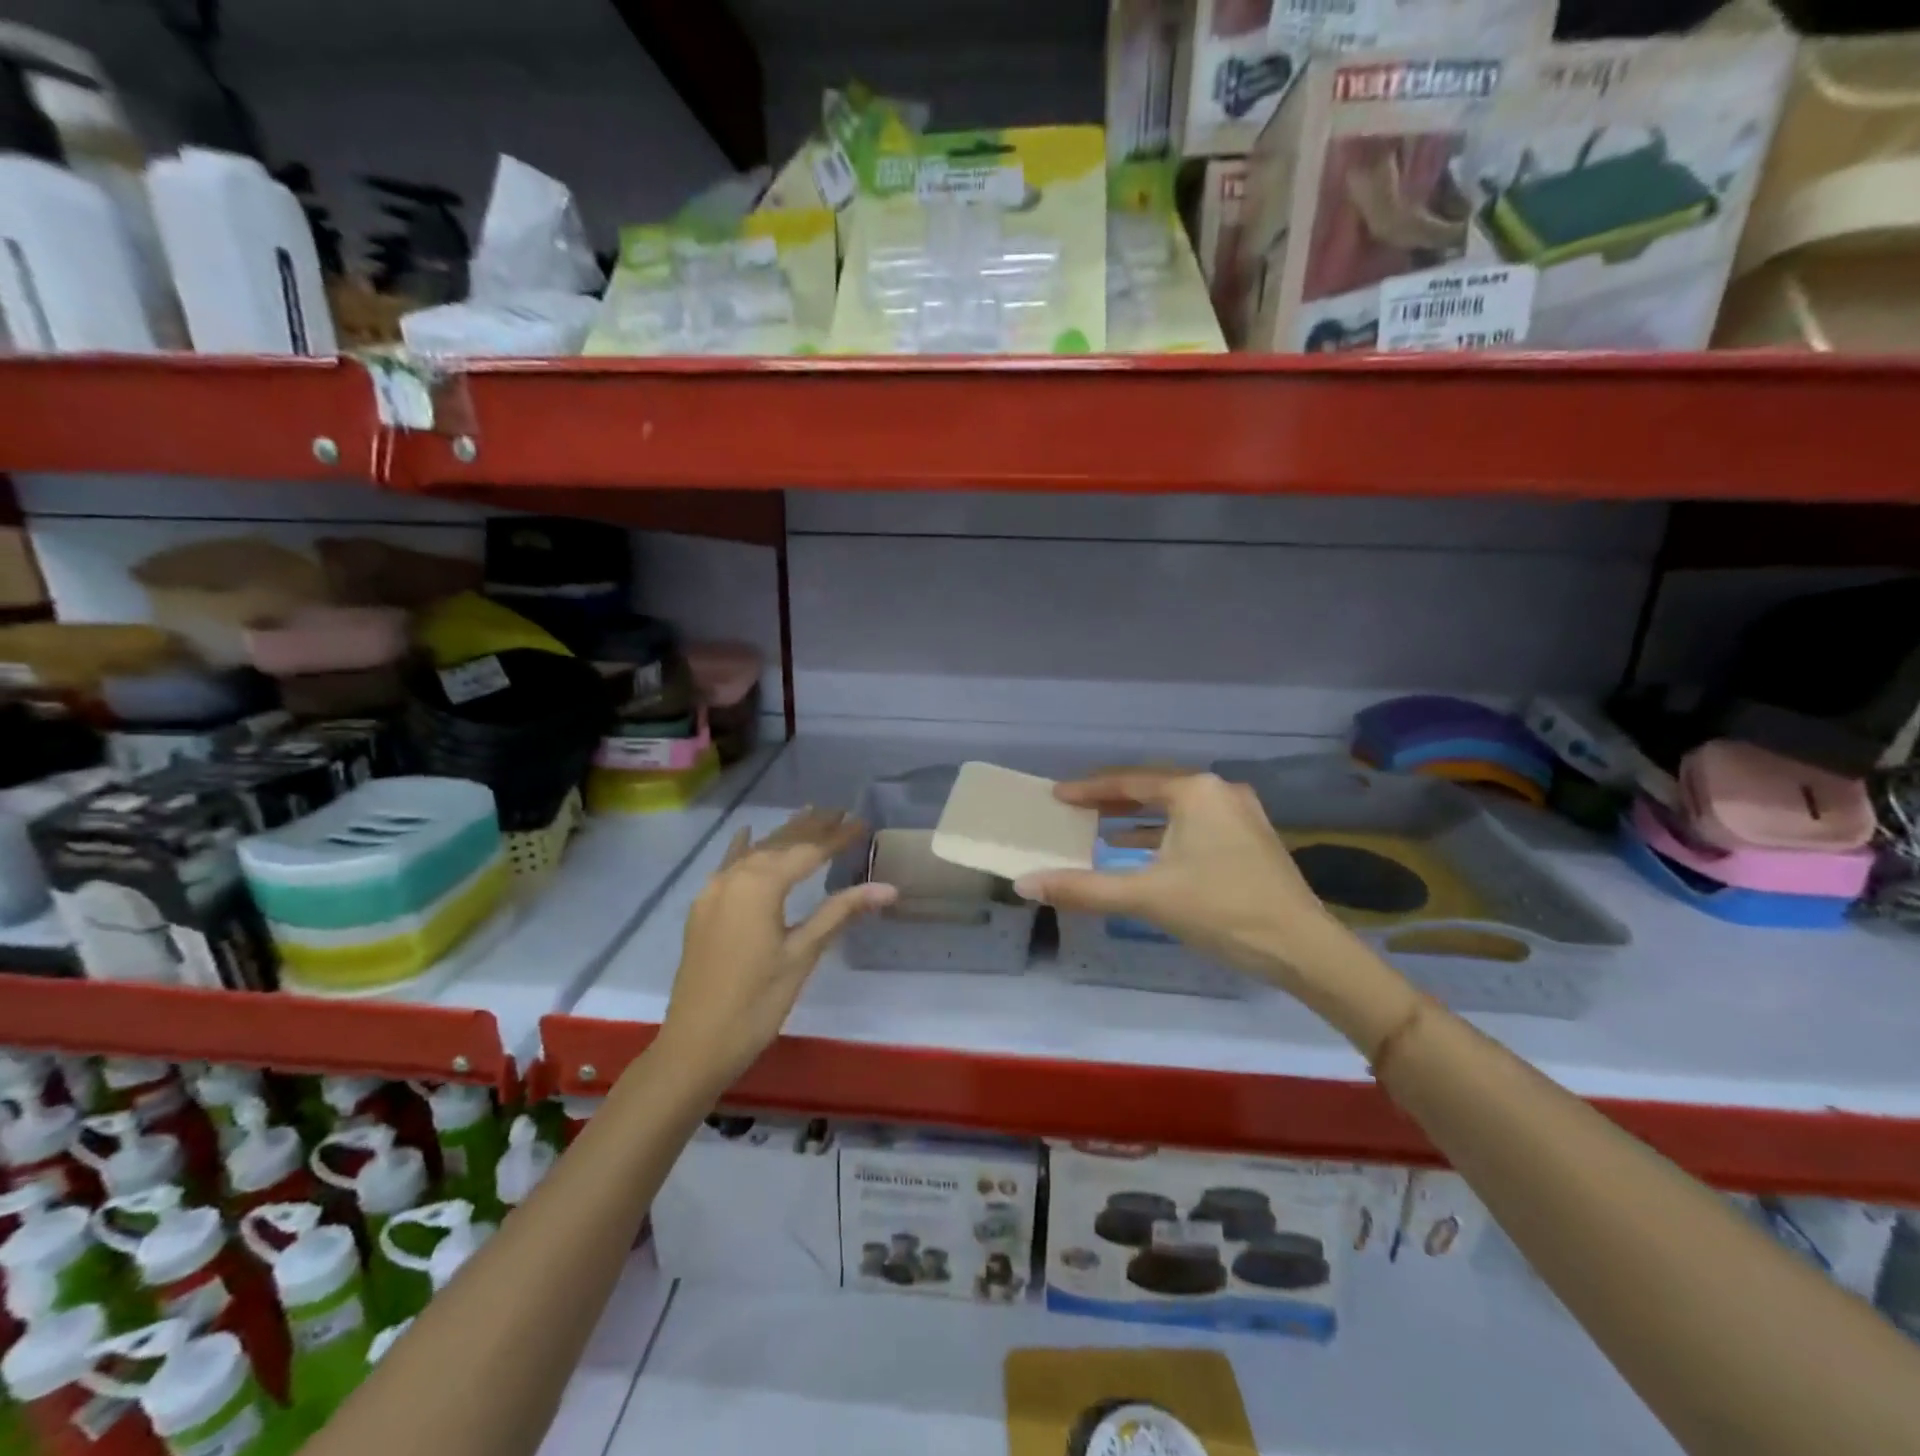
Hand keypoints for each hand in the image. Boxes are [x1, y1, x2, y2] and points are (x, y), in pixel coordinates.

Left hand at [658, 809, 896, 1088]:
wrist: (695, 1045)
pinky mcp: (704, 908)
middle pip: (780, 844)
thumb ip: (840, 912)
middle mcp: (735, 877)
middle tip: (841, 811)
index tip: (863, 822)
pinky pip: (729, 866)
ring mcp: (714, 891)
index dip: (837, 837)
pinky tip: (747, 833)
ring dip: (783, 834)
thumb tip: (888, 888)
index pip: (808, 851)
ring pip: (756, 852)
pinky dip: (743, 848)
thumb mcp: (802, 955)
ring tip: (810, 814)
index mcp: (760, 885)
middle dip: (812, 828)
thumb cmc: (756, 1002)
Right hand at [1015, 769, 1355, 996]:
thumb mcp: (1147, 897)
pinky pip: (1195, 824)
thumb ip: (1085, 888)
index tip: (1057, 795)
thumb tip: (1026, 884)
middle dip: (1112, 800)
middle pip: (1154, 789)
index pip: (1129, 781)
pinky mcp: (1252, 838)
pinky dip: (1165, 833)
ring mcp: (1241, 814)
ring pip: (1176, 808)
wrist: (1304, 949)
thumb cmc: (1222, 911)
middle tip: (1074, 809)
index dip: (1089, 789)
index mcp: (1195, 791)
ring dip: (1139, 817)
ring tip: (1100, 826)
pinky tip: (1145, 850)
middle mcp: (1220, 791)